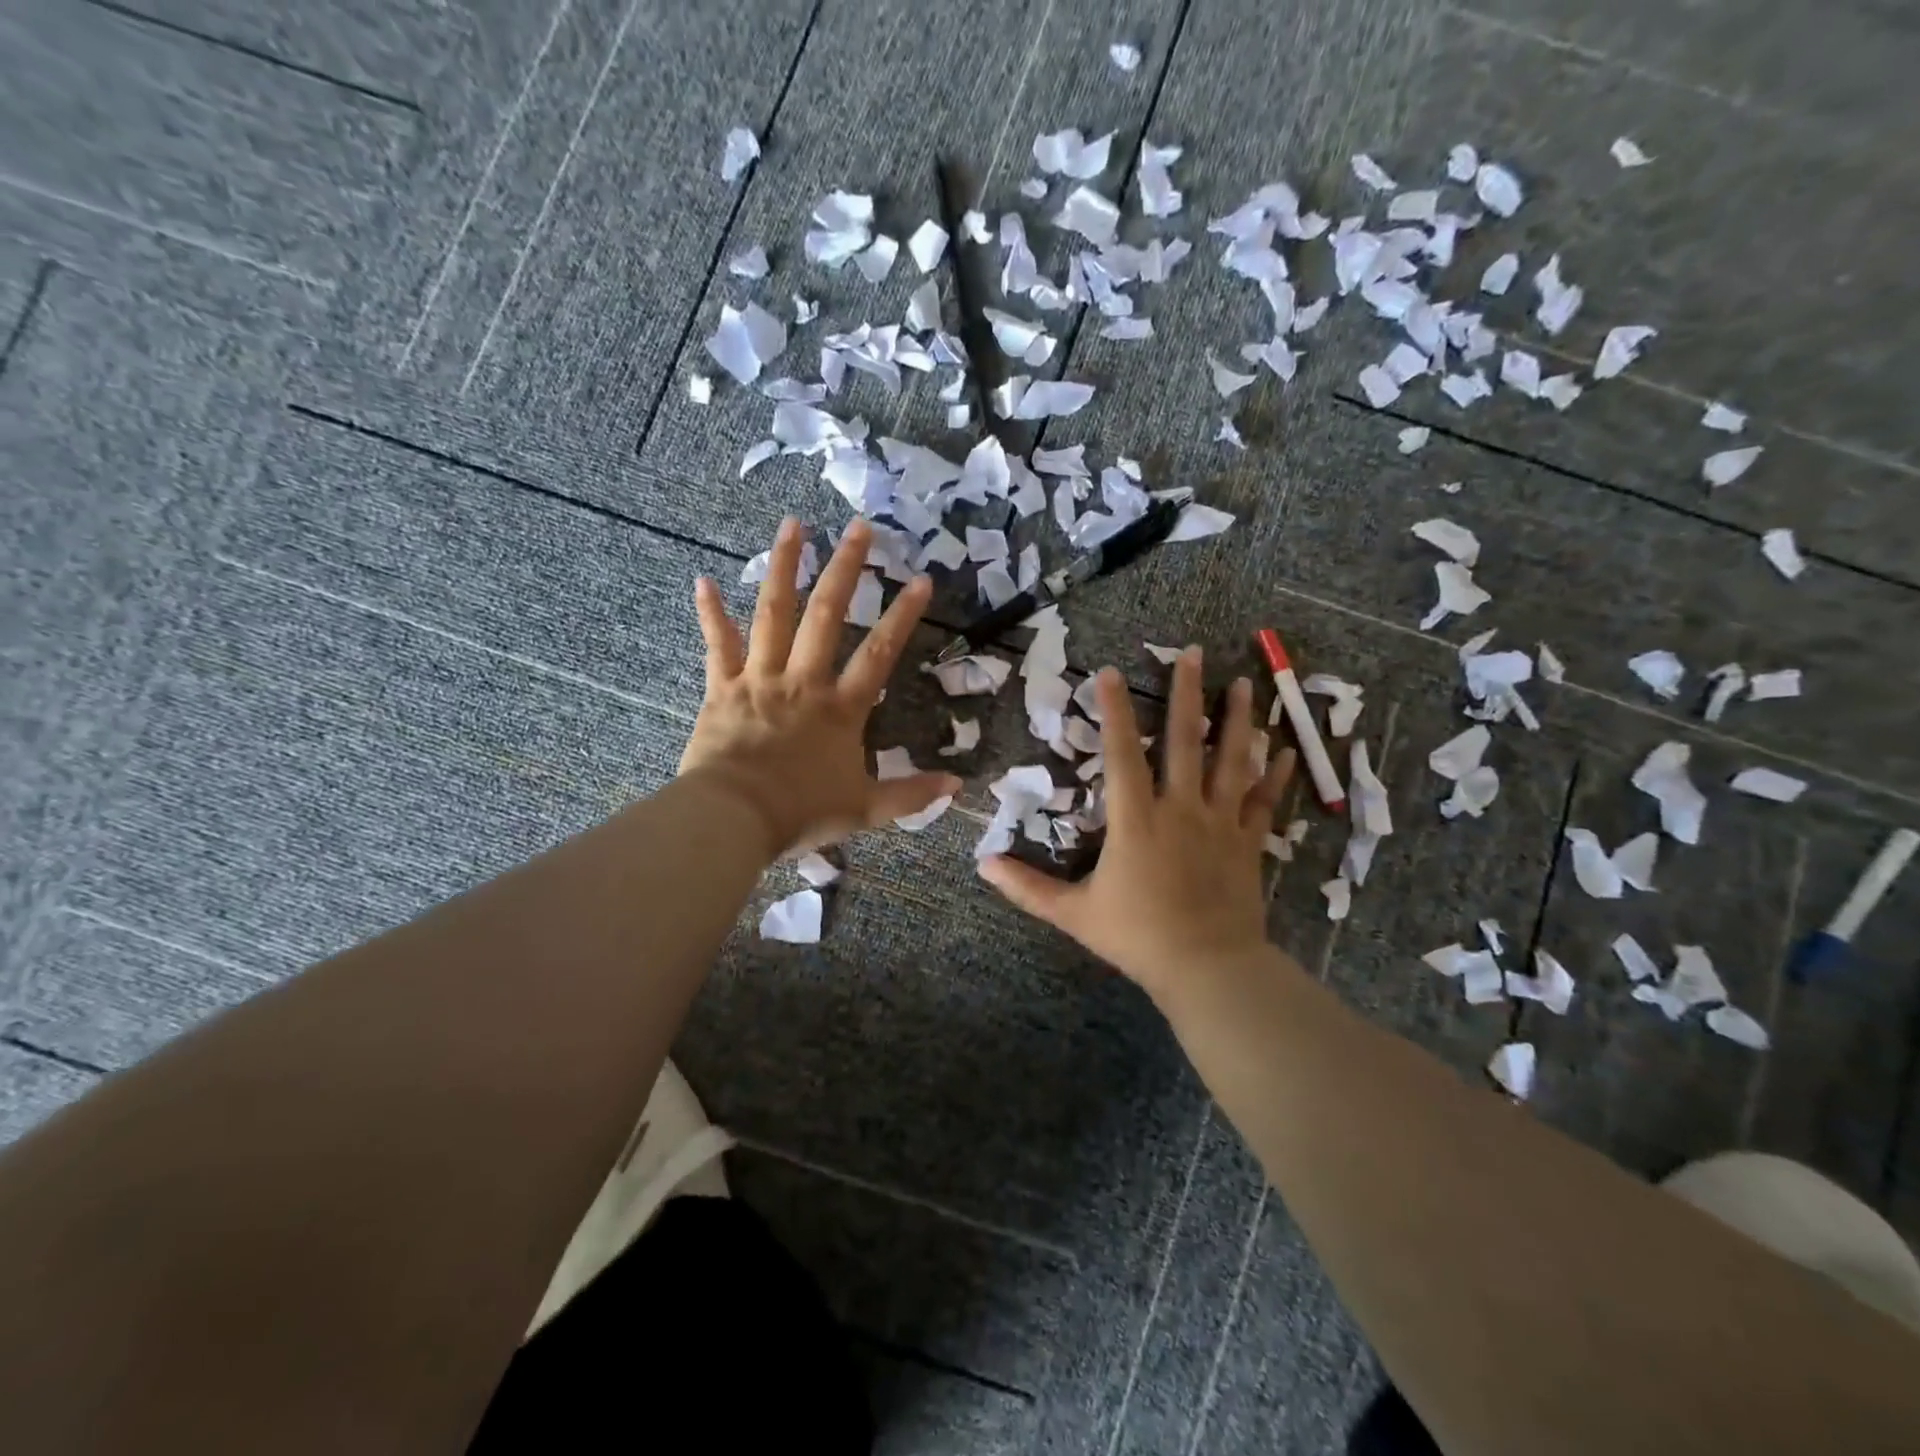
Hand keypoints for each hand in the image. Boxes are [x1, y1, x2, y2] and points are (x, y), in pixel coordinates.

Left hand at [680, 518, 959, 857]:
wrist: (734, 818)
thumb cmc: (800, 812)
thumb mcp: (865, 809)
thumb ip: (910, 794)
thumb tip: (957, 787)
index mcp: (839, 708)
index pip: (878, 653)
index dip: (902, 615)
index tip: (920, 579)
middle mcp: (802, 681)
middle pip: (826, 615)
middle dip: (846, 569)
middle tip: (859, 527)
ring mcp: (759, 679)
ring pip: (773, 614)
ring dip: (784, 567)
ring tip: (793, 524)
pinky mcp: (722, 688)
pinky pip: (717, 645)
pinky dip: (710, 613)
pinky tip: (703, 580)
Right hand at [979, 648, 1293, 1000]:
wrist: (1207, 968)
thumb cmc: (1137, 938)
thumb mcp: (1073, 914)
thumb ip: (1027, 887)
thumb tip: (981, 865)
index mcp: (1137, 819)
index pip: (1122, 753)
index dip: (1114, 710)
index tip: (1110, 671)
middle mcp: (1181, 808)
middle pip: (1184, 740)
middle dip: (1187, 693)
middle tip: (1195, 652)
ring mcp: (1219, 822)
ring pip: (1231, 760)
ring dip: (1236, 719)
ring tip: (1244, 682)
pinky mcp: (1247, 842)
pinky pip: (1263, 801)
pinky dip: (1278, 774)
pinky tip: (1290, 748)